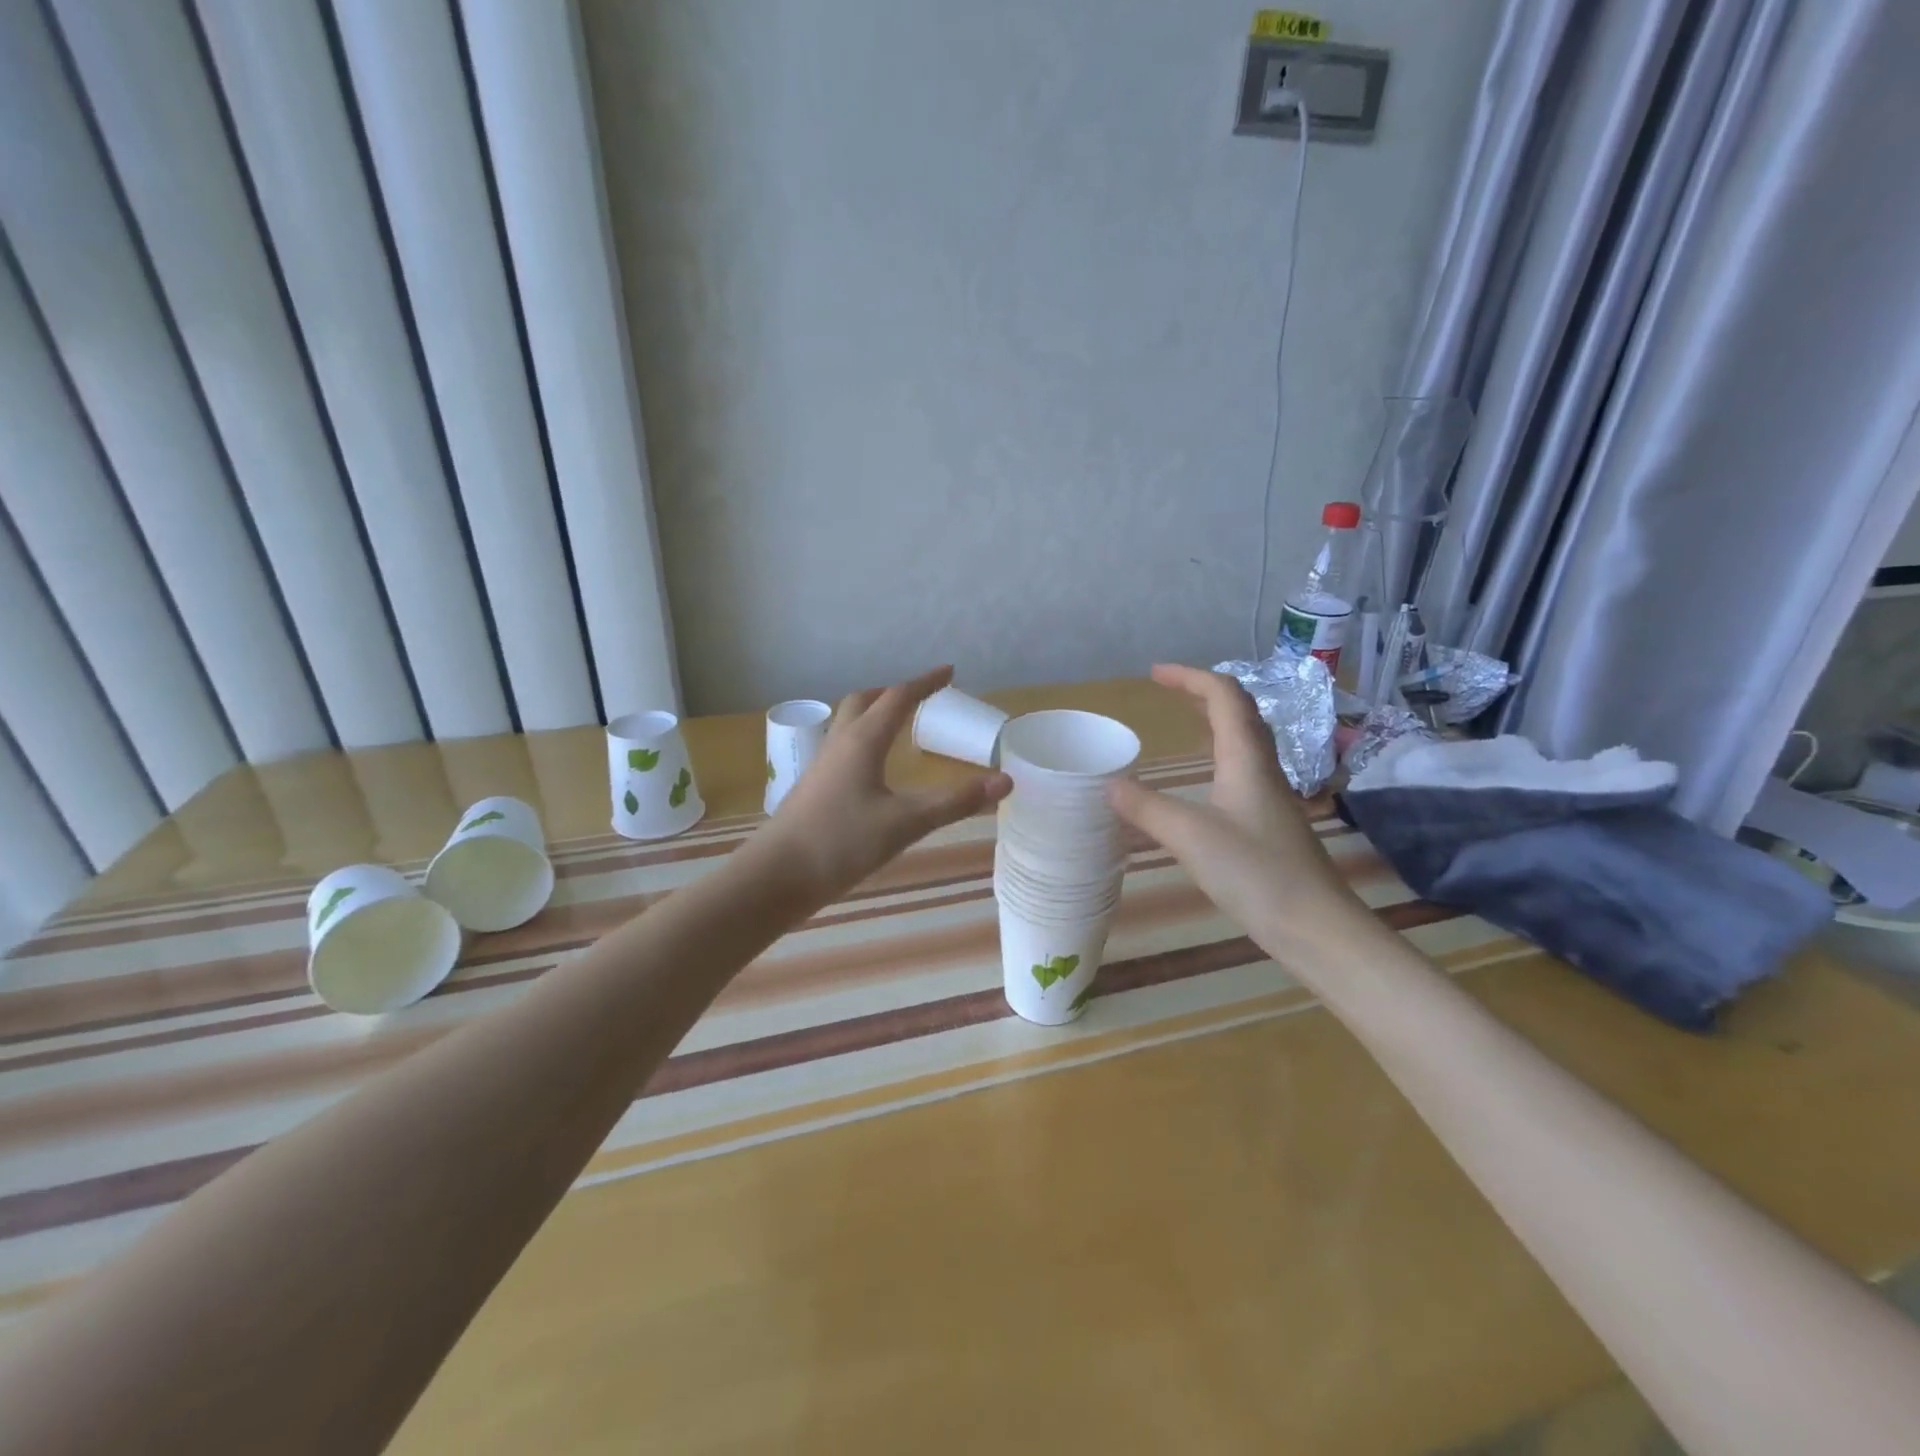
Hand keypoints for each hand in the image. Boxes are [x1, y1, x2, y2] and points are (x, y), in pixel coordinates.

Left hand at [751, 667, 1010, 904]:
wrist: (776, 876)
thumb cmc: (841, 843)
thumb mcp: (906, 823)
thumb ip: (955, 802)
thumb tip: (1005, 781)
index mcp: (863, 741)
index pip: (898, 698)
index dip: (925, 683)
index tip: (949, 672)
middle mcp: (839, 743)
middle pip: (865, 701)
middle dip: (895, 693)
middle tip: (922, 697)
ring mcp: (822, 765)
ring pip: (849, 723)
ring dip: (875, 714)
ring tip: (899, 726)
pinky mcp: (814, 787)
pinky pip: (843, 747)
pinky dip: (864, 740)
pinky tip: (872, 769)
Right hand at [1107, 664, 1366, 954]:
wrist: (1314, 925)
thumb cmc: (1255, 872)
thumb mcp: (1190, 836)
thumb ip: (1146, 807)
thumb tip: (1107, 784)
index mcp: (1246, 758)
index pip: (1223, 695)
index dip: (1189, 677)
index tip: (1153, 674)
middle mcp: (1262, 766)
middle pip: (1238, 711)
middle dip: (1201, 692)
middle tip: (1165, 692)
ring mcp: (1269, 794)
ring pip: (1243, 740)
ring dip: (1213, 720)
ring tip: (1182, 721)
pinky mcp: (1268, 820)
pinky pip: (1241, 768)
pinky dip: (1217, 754)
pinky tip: (1203, 779)